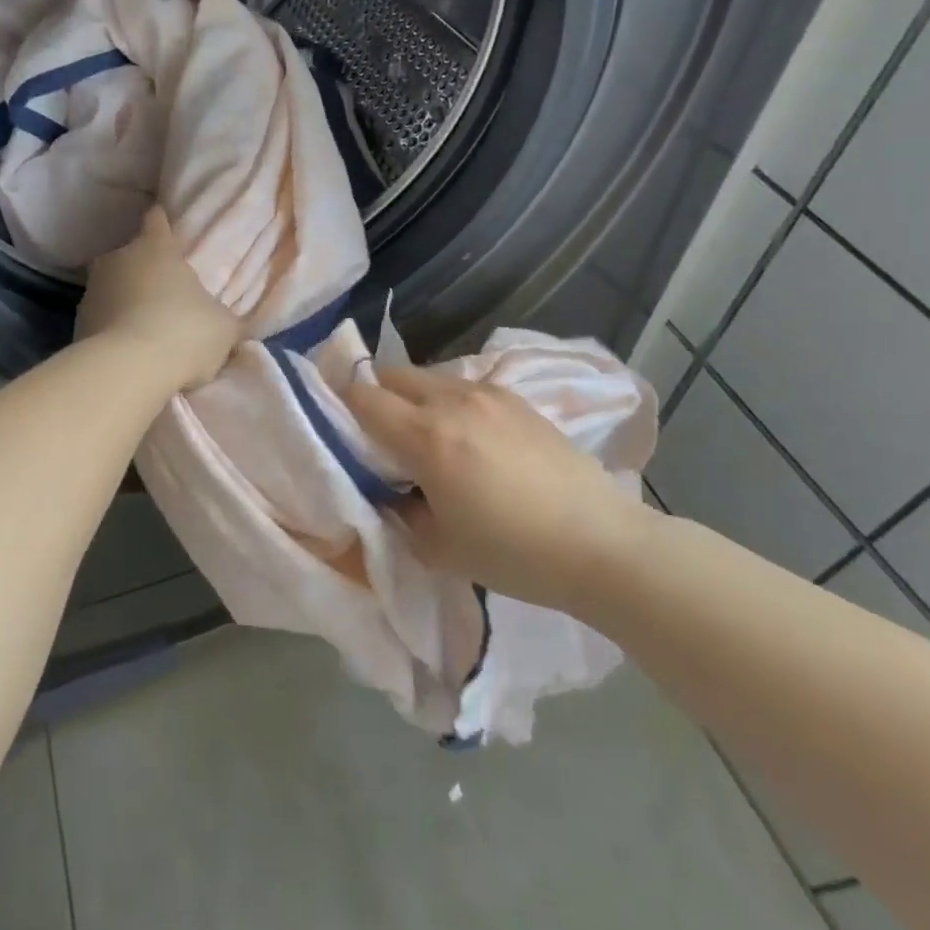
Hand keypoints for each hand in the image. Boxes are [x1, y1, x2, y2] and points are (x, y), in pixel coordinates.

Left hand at [77, 207, 241, 389]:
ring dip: (127, 303)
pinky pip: (102, 321)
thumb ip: (223, 318)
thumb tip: (226, 323)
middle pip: (132, 258)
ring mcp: (91, 291)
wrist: (128, 370)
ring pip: (113, 289)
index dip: (162, 224)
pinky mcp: (76, 324)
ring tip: (146, 331)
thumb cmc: (184, 332)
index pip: (157, 221)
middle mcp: (118, 259)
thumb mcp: (223, 327)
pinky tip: (130, 353)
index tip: (165, 228)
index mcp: (155, 248)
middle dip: (146, 273)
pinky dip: (113, 330)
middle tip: (166, 297)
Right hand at [344, 365, 646, 612]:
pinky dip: (449, 402)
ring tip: (423, 437)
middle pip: (395, 375)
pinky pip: (465, 388)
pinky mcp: (518, 400)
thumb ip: (400, 510)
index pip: (364, 397)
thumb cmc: (513, 553)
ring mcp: (490, 394)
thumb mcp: (438, 547)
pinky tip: (466, 438)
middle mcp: (454, 401)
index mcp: (427, 436)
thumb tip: (391, 489)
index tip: (330, 415)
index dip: (339, 400)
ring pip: (431, 378)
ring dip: (414, 398)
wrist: (600, 544)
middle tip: (375, 432)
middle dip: (376, 395)